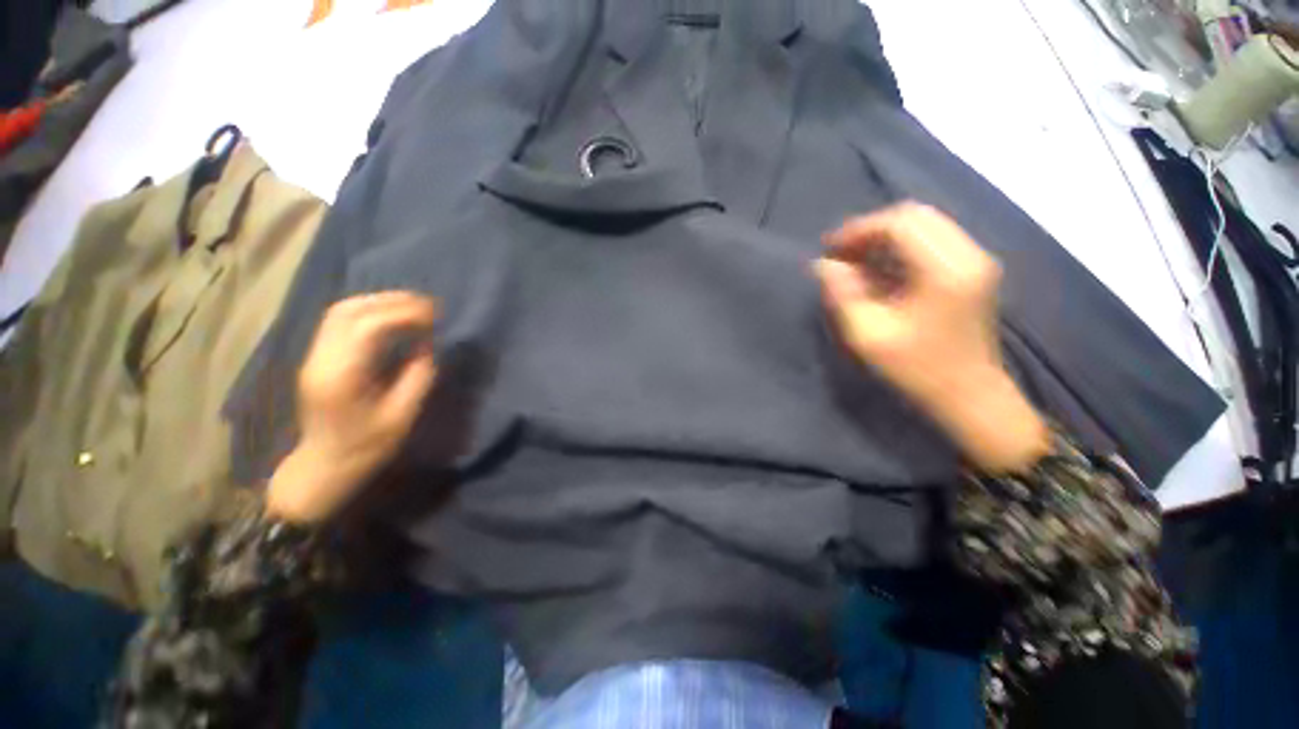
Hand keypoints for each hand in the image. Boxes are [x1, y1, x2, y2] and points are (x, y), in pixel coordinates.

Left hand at [267, 292, 438, 522]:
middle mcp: (321, 359)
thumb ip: (417, 376)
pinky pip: (339, 321)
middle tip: (428, 305)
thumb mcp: (402, 416)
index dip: (405, 313)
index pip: (370, 326)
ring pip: (341, 311)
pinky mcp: (317, 357)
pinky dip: (368, 310)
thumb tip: (427, 345)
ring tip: (413, 307)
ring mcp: (314, 356)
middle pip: (350, 310)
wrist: (324, 465)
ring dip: (379, 302)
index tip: (436, 315)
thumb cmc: (366, 446)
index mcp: (342, 376)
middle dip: (392, 301)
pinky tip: (391, 317)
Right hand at [814, 204, 1047, 472]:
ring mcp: (975, 261)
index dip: (858, 230)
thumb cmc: (918, 369)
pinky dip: (901, 247)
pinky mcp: (973, 271)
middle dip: (871, 229)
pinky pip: (933, 240)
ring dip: (885, 237)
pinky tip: (879, 269)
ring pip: (925, 225)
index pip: (900, 223)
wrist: (970, 396)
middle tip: (840, 253)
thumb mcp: (869, 335)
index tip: (828, 249)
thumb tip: (824, 265)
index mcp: (946, 270)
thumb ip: (843, 295)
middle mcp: (968, 254)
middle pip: (916, 216)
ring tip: (854, 260)